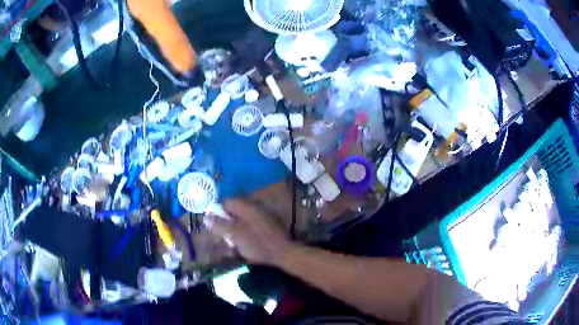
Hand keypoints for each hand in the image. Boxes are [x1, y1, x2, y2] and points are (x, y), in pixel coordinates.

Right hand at [205, 199, 290, 265]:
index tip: (216, 226)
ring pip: (244, 216)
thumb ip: (220, 224)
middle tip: (226, 234)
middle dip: (228, 220)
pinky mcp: (270, 222)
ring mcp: (264, 213)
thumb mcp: (234, 235)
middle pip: (235, 209)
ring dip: (237, 225)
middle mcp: (255, 206)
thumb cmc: (256, 243)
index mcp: (245, 206)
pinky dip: (248, 228)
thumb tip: (206, 216)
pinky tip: (249, 239)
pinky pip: (254, 221)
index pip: (226, 202)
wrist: (283, 252)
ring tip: (236, 240)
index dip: (218, 212)